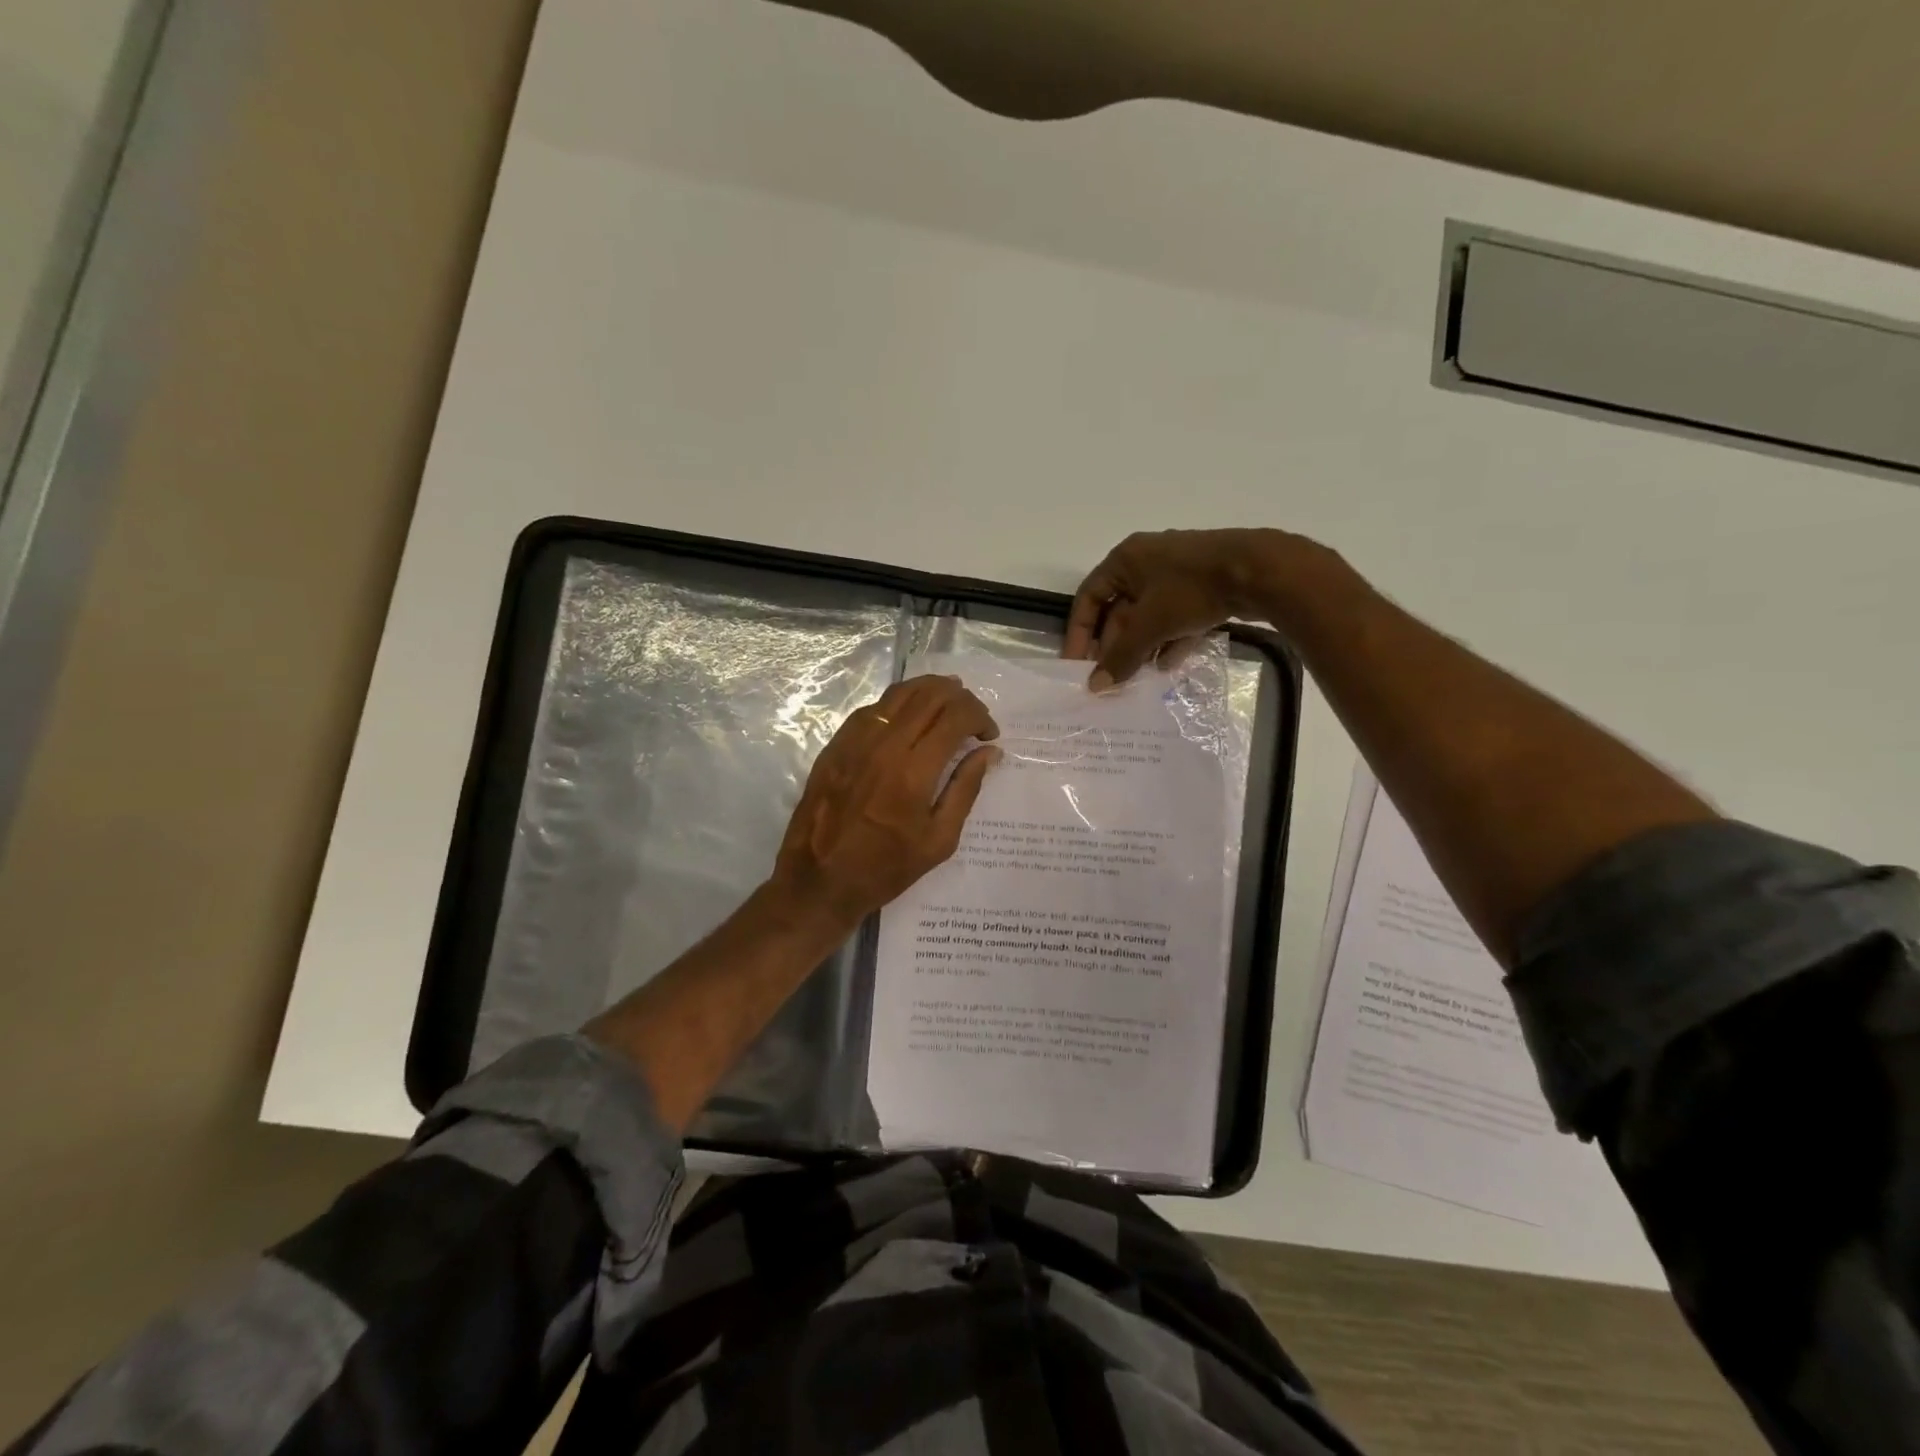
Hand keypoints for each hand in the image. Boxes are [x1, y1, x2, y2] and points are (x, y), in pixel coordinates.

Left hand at [770, 674, 1000, 927]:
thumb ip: (965, 789)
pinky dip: (900, 704)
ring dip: (931, 691)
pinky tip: (909, 720)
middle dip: (961, 698)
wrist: (819, 881)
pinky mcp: (836, 744)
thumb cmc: (886, 868)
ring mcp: (855, 740)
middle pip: (930, 694)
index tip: (988, 735)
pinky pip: (873, 708)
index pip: (956, 716)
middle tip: (972, 718)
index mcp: (914, 771)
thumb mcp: (939, 840)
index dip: (980, 716)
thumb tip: (988, 752)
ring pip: (900, 693)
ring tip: (947, 707)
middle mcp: (885, 745)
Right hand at [1065, 528, 1301, 686]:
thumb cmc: (1191, 589)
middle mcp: (1147, 562)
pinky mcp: (1205, 587)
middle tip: (1108, 678)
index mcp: (1125, 559)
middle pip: (1119, 610)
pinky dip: (1169, 641)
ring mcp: (1179, 574)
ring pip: (1149, 616)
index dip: (1080, 633)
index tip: (1077, 665)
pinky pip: (1176, 618)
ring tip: (1135, 679)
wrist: (1261, 571)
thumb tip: (1095, 687)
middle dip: (1114, 646)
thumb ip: (1120, 657)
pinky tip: (1167, 666)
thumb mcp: (1150, 625)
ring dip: (1140, 648)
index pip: (1089, 598)